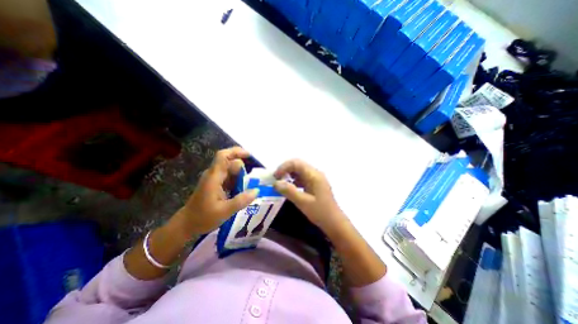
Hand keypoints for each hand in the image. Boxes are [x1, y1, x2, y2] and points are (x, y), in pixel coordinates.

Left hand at [169, 146, 257, 237]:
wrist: (186, 225)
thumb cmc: (203, 218)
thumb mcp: (224, 211)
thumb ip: (241, 200)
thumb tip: (257, 190)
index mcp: (214, 177)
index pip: (223, 156)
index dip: (236, 151)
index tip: (249, 155)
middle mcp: (214, 174)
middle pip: (230, 163)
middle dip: (242, 170)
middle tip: (250, 184)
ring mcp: (214, 179)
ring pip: (231, 170)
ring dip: (240, 177)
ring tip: (246, 190)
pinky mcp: (215, 184)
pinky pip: (229, 178)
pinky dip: (237, 182)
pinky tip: (240, 192)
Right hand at [274, 160, 349, 235]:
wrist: (334, 223)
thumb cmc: (320, 212)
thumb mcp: (303, 202)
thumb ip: (289, 191)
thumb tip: (275, 183)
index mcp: (314, 175)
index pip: (297, 163)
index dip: (284, 167)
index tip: (275, 177)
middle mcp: (315, 173)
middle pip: (298, 165)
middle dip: (285, 170)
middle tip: (276, 179)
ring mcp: (316, 179)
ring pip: (299, 171)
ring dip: (289, 175)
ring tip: (280, 184)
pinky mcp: (315, 185)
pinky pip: (302, 178)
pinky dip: (294, 181)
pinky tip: (289, 188)